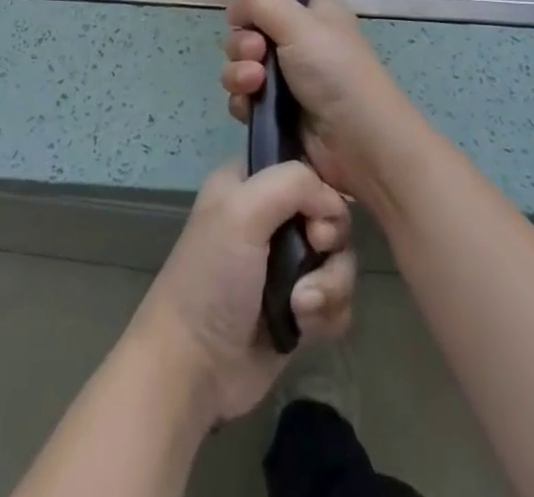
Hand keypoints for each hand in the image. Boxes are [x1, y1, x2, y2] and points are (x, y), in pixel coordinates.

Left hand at [128, 161, 354, 425]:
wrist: (194, 368)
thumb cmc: (212, 278)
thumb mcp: (242, 211)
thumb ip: (293, 184)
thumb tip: (335, 203)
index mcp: (249, 183)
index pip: (303, 166)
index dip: (319, 189)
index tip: (313, 216)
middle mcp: (270, 217)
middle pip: (329, 214)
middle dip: (329, 242)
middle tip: (313, 253)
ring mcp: (286, 265)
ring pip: (338, 258)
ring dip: (329, 284)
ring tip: (301, 307)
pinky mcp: (300, 308)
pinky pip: (338, 299)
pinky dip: (329, 313)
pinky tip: (304, 327)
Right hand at [220, 0, 412, 205]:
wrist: (361, 146)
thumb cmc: (336, 73)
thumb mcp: (301, 23)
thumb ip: (262, 1)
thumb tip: (236, 6)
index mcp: (313, 15)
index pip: (268, 1)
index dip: (252, 10)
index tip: (247, 22)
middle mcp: (300, 43)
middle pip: (249, 34)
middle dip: (243, 45)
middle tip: (257, 54)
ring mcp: (288, 82)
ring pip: (242, 67)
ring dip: (239, 73)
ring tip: (254, 84)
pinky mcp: (278, 116)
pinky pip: (245, 100)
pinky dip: (242, 101)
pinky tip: (251, 109)